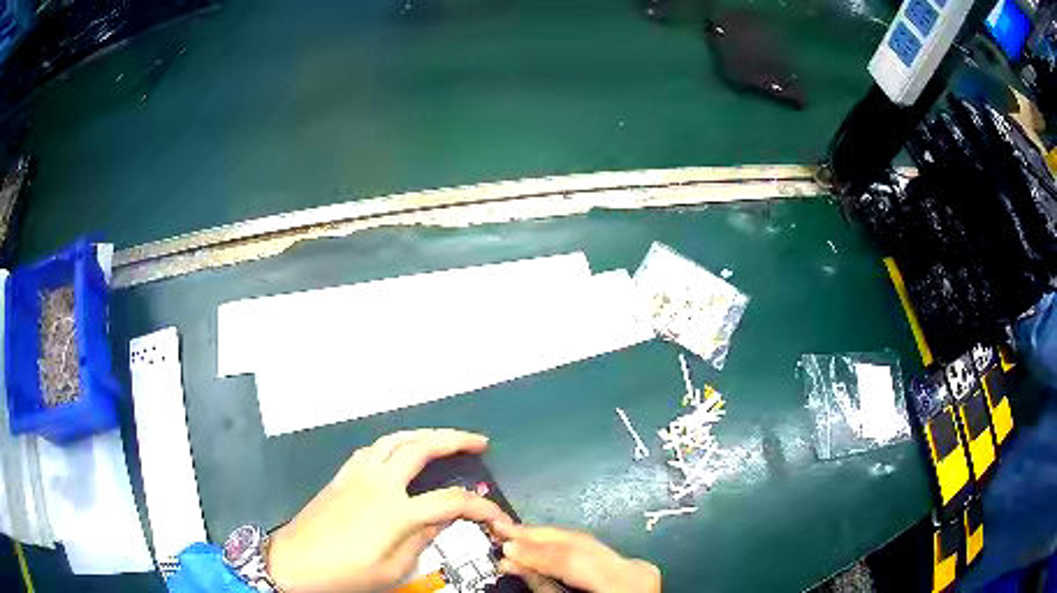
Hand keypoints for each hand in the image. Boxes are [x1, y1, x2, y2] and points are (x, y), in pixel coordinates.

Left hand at [268, 429, 511, 592]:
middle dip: (455, 440)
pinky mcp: (341, 475)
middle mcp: (378, 482)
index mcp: (396, 511)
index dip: (481, 507)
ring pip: (394, 439)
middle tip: (478, 442)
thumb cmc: (346, 574)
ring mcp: (356, 474)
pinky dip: (394, 443)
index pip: (450, 501)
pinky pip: (372, 448)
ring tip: (443, 439)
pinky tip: (399, 451)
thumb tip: (441, 521)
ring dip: (423, 433)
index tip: (497, 515)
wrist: (294, 563)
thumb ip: (420, 541)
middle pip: (421, 448)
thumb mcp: (392, 570)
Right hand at [493, 523, 660, 592]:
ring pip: (585, 542)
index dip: (536, 552)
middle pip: (579, 543)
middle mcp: (633, 566)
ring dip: (547, 538)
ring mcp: (634, 563)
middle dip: (537, 536)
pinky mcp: (628, 565)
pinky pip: (591, 551)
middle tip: (502, 529)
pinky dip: (564, 546)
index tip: (504, 546)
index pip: (573, 559)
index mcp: (624, 582)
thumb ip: (544, 587)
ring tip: (515, 532)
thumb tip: (512, 564)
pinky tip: (542, 543)